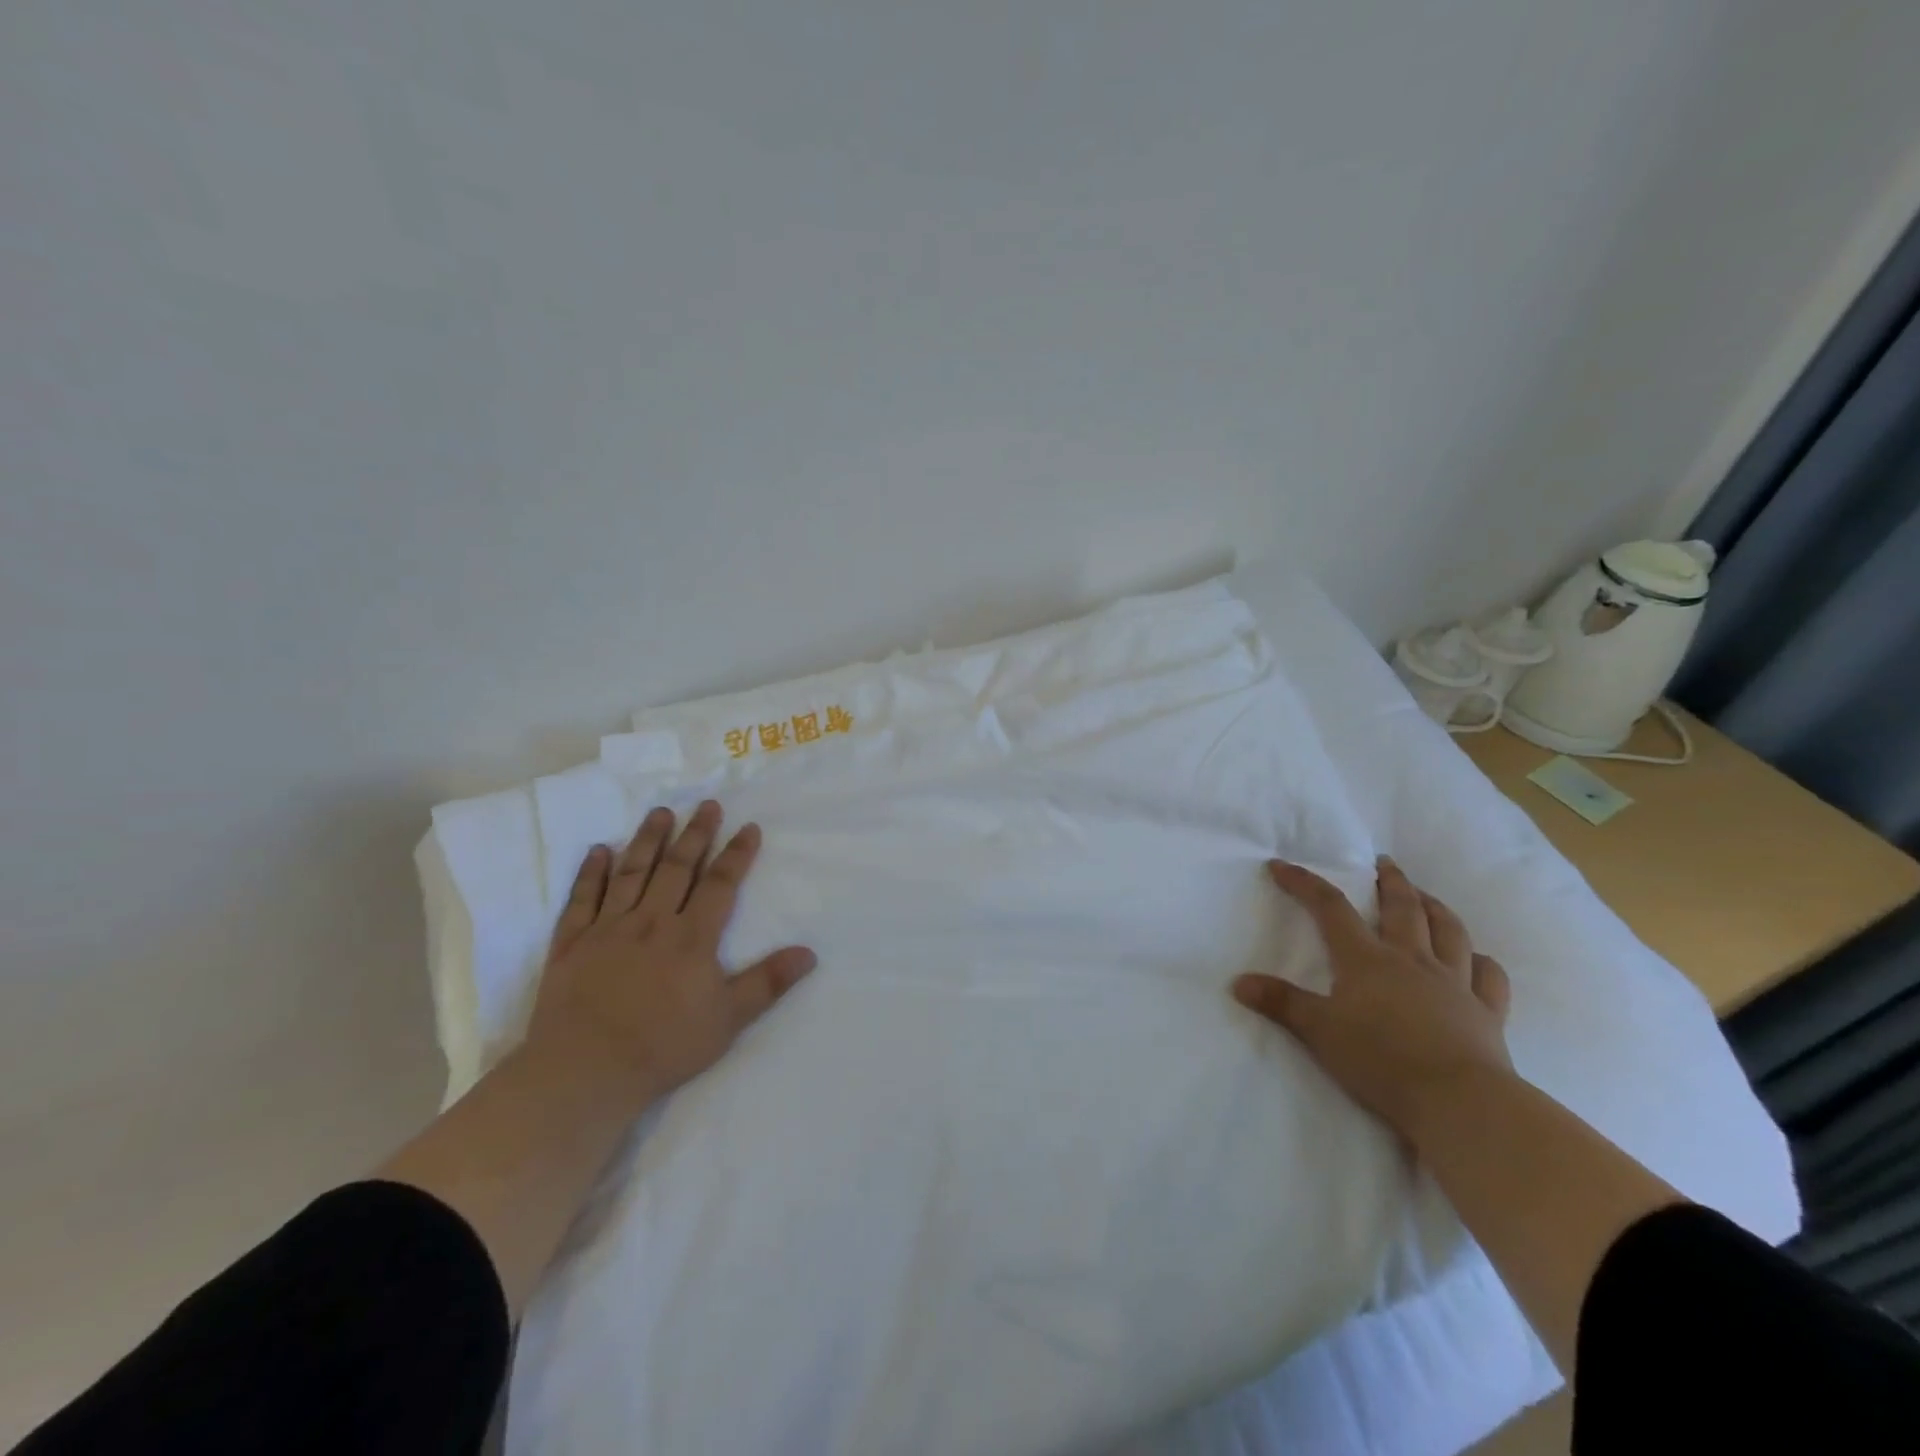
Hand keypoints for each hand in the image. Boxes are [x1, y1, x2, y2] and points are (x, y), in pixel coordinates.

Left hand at [525, 801, 817, 1107]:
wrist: (584, 1071)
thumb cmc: (663, 1046)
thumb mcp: (728, 1020)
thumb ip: (767, 982)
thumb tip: (809, 953)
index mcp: (691, 937)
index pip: (720, 885)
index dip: (737, 854)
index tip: (748, 827)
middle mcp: (651, 921)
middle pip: (677, 868)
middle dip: (696, 834)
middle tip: (706, 804)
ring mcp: (608, 929)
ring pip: (631, 873)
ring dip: (648, 840)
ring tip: (660, 813)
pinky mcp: (571, 943)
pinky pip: (581, 899)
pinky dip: (590, 873)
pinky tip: (598, 851)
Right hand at [1232, 857, 1511, 1137]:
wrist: (1459, 1101)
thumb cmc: (1380, 1060)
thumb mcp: (1318, 1032)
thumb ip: (1281, 1003)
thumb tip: (1238, 982)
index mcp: (1366, 960)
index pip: (1330, 908)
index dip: (1305, 883)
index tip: (1282, 866)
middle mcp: (1411, 960)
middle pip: (1401, 908)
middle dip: (1390, 881)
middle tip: (1383, 862)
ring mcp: (1454, 984)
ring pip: (1449, 932)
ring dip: (1436, 908)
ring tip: (1426, 895)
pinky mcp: (1486, 1013)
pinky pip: (1489, 977)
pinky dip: (1482, 962)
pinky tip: (1477, 958)